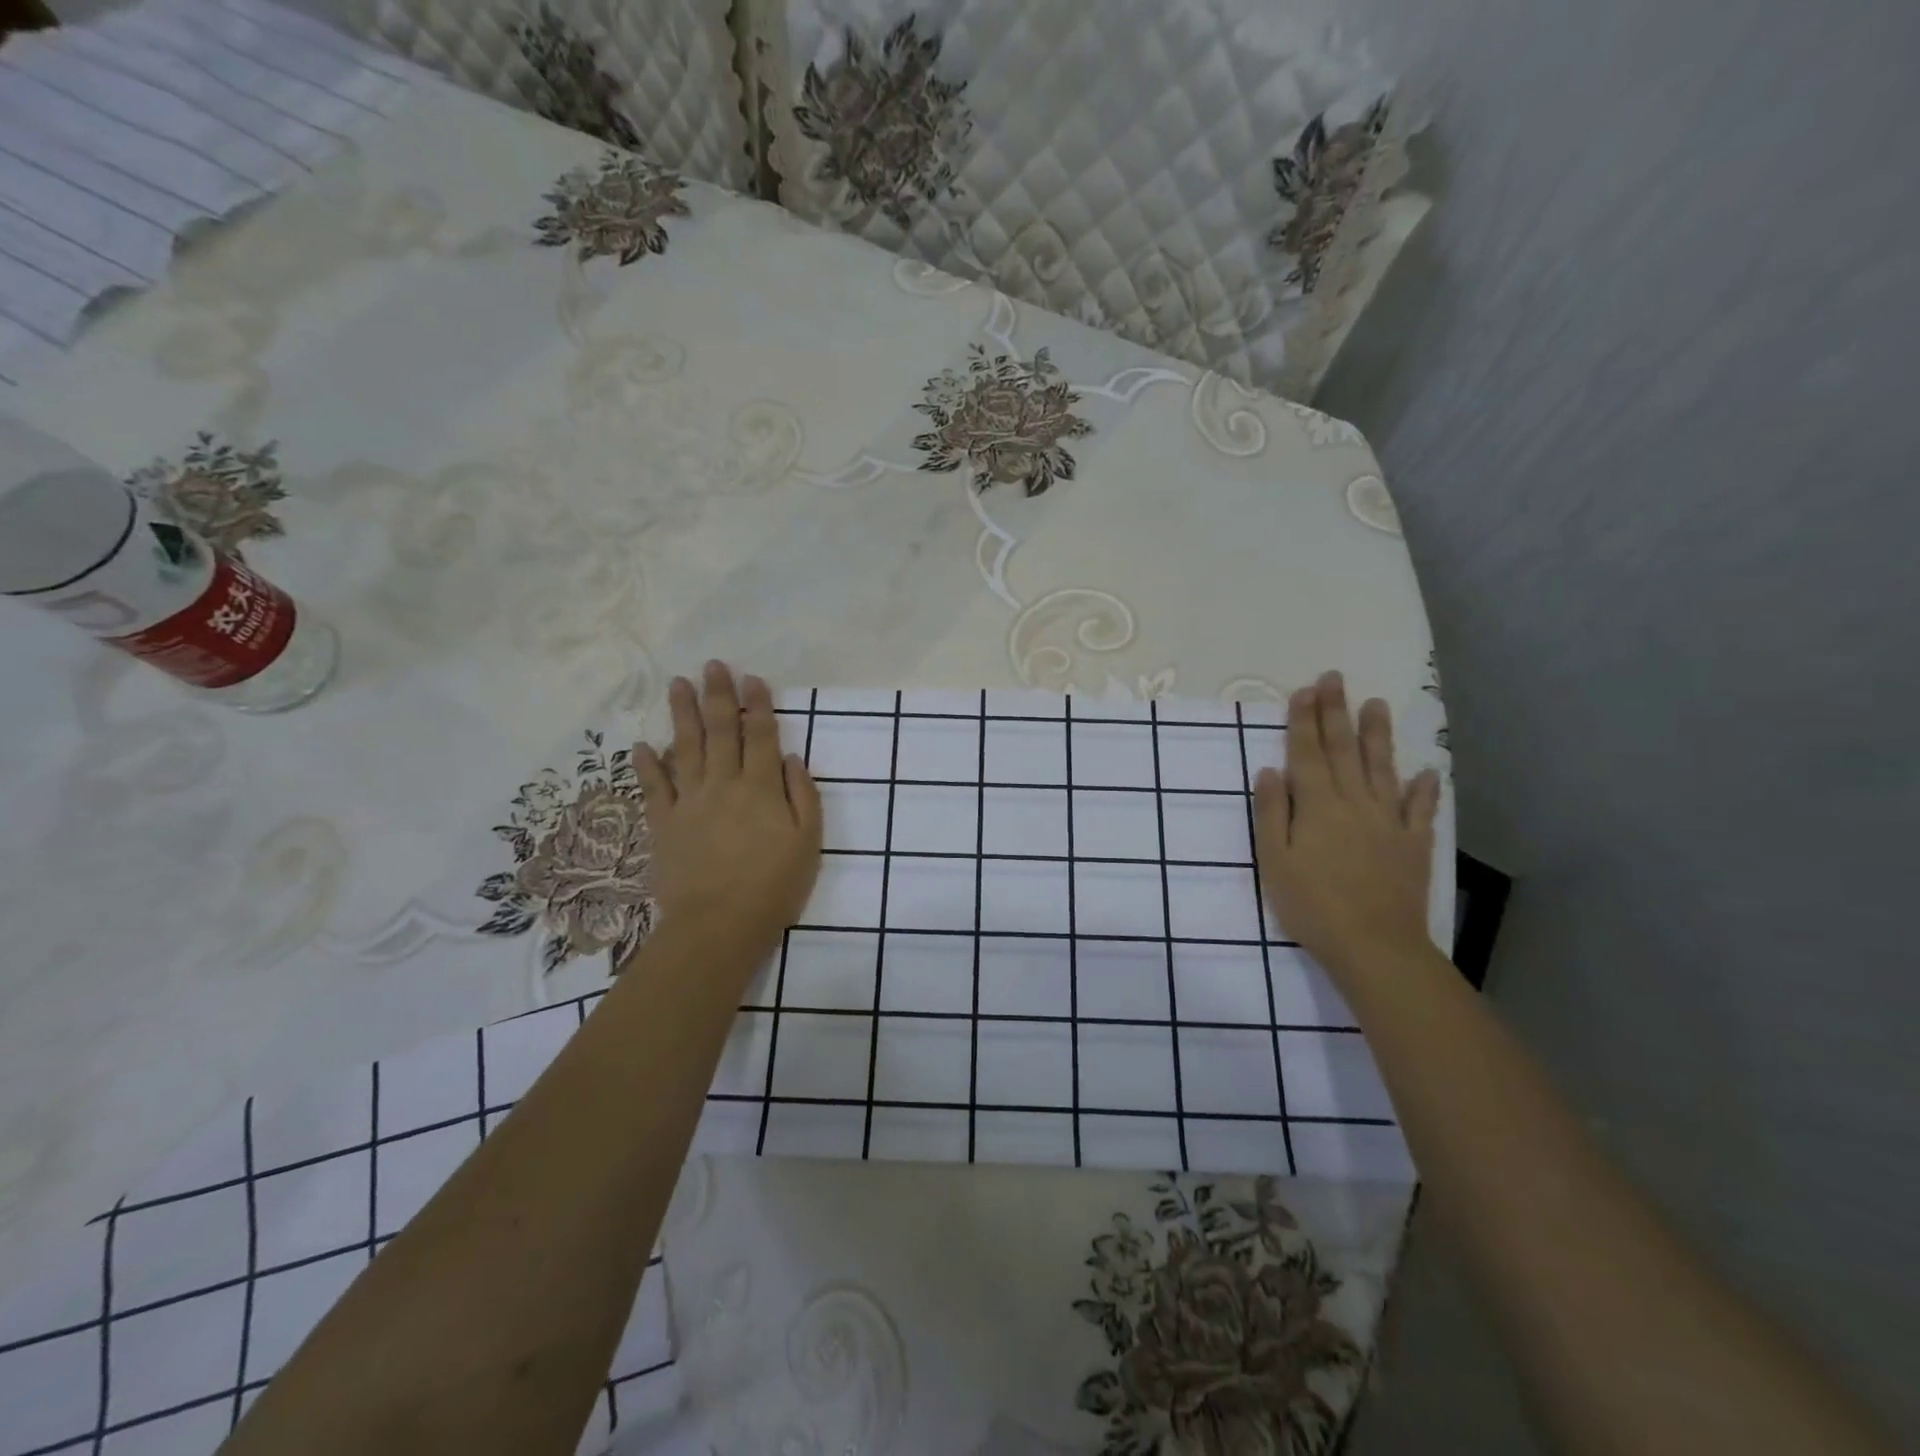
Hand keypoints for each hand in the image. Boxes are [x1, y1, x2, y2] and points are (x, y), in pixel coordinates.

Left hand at [631, 662, 822, 972]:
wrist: (719, 925)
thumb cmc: (773, 886)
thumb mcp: (808, 842)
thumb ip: (802, 795)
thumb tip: (789, 758)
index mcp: (761, 787)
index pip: (760, 735)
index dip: (757, 704)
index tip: (752, 678)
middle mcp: (723, 784)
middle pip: (720, 730)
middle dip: (718, 695)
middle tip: (713, 665)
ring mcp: (689, 802)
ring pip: (685, 747)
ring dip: (681, 713)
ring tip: (678, 684)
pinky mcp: (663, 823)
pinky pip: (653, 787)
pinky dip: (646, 765)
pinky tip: (641, 744)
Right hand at [1254, 671, 1441, 979]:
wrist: (1373, 945)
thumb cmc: (1311, 905)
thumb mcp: (1274, 860)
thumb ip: (1271, 813)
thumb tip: (1270, 770)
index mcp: (1317, 805)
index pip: (1307, 752)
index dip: (1304, 719)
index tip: (1306, 689)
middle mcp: (1355, 802)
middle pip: (1343, 750)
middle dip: (1336, 712)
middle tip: (1335, 679)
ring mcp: (1389, 822)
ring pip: (1382, 768)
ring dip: (1377, 735)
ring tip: (1377, 704)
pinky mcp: (1413, 845)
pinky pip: (1420, 810)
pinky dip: (1423, 790)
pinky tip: (1426, 773)